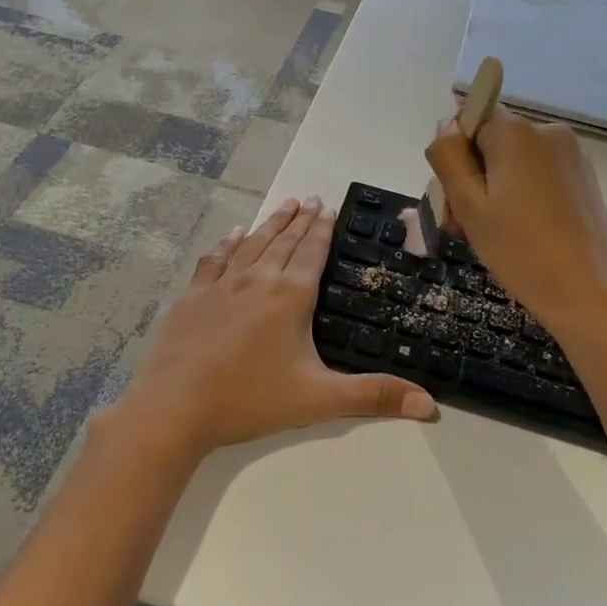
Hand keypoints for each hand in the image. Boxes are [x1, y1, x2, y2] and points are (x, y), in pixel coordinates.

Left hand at [110, 196, 436, 461]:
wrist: (175, 407)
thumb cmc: (250, 400)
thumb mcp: (319, 400)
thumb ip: (374, 397)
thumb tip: (431, 406)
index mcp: (290, 297)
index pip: (312, 253)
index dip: (322, 229)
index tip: (328, 206)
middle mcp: (257, 280)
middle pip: (284, 241)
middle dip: (301, 219)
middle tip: (312, 198)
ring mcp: (221, 285)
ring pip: (252, 244)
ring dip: (271, 223)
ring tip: (284, 205)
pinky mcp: (193, 297)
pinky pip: (215, 260)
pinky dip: (228, 244)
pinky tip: (234, 234)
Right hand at [425, 106, 606, 339]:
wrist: (591, 296)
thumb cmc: (521, 250)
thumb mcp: (468, 205)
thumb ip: (449, 157)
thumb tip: (447, 124)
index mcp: (517, 132)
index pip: (471, 119)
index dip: (456, 154)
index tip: (455, 196)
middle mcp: (549, 132)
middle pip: (493, 141)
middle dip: (474, 176)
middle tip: (466, 227)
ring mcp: (572, 156)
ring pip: (515, 161)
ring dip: (496, 190)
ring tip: (493, 236)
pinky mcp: (585, 180)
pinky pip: (539, 175)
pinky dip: (523, 197)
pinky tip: (523, 235)